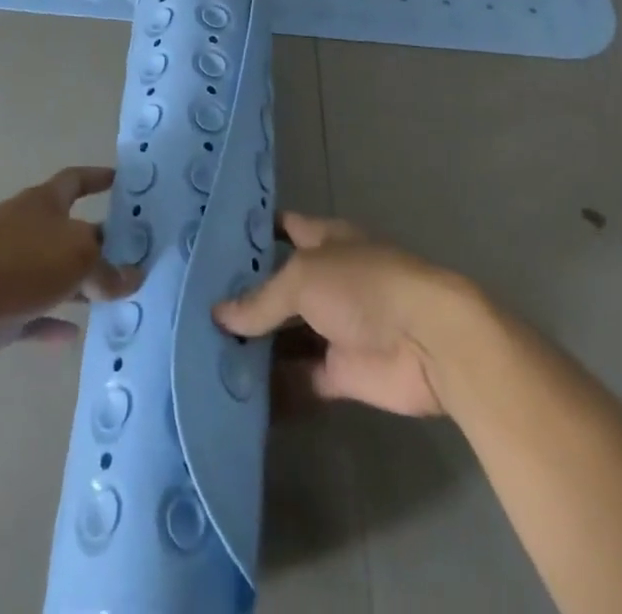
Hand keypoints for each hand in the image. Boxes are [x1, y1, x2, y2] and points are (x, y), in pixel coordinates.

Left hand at [0, 167, 143, 370]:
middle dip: (100, 243)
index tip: (119, 180)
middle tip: (137, 257)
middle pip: (71, 234)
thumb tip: (132, 276)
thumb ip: (107, 269)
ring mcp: (13, 274)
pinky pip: (35, 319)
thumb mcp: (76, 256)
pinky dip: (54, 326)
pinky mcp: (0, 314)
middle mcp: (30, 233)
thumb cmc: (17, 260)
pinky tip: (77, 336)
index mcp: (45, 204)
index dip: (97, 178)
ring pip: (56, 279)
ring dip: (82, 288)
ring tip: (118, 300)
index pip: (76, 181)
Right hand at [215, 213, 472, 416]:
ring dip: (256, 345)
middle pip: (279, 286)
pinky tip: (237, 393)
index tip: (212, 242)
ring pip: (287, 335)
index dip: (252, 233)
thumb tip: (218, 315)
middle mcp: (327, 279)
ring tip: (205, 352)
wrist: (427, 341)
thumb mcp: (303, 278)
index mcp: (324, 240)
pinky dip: (275, 387)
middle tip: (194, 307)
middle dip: (244, 296)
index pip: (283, 228)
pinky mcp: (342, 372)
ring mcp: (335, 327)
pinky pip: (300, 378)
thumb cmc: (363, 286)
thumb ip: (261, 299)